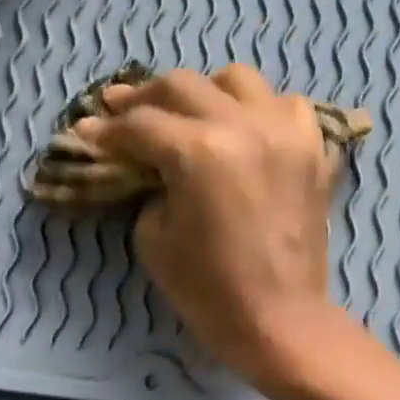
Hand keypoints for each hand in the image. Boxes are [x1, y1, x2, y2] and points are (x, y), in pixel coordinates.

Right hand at [72, 65, 356, 397]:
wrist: (279, 320)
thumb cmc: (208, 290)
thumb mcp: (153, 238)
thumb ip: (146, 185)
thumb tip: (142, 160)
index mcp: (198, 152)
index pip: (140, 124)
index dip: (107, 129)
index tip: (87, 132)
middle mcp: (243, 126)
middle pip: (182, 85)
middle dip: (143, 98)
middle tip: (121, 110)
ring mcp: (285, 132)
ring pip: (236, 80)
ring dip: (203, 92)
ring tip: (187, 115)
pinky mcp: (312, 149)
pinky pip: (284, 105)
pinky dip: (258, 110)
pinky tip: (243, 130)